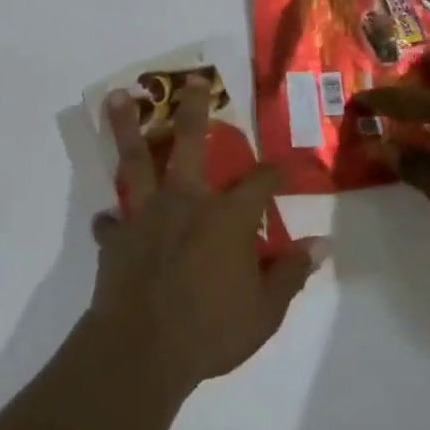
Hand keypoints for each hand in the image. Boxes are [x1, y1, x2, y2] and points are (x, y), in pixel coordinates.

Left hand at [91, 78, 322, 393]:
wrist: (142, 349)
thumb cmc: (210, 330)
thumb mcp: (264, 311)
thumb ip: (290, 273)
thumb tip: (321, 245)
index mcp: (227, 217)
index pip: (259, 182)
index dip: (274, 171)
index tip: (281, 166)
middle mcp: (186, 202)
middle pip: (190, 143)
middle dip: (194, 109)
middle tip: (191, 80)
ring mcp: (146, 215)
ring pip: (136, 160)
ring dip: (128, 127)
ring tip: (117, 97)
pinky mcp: (116, 236)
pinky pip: (111, 222)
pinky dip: (111, 220)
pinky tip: (108, 219)